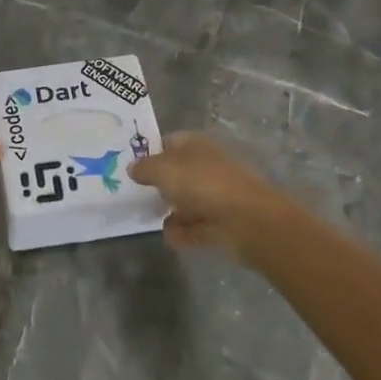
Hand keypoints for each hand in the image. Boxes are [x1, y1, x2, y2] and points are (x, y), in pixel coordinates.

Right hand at [129, 133, 311, 266]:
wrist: (248, 221)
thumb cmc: (203, 184)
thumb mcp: (163, 169)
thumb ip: (144, 167)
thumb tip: (133, 168)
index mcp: (196, 146)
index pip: (169, 142)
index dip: (151, 151)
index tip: (131, 166)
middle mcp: (206, 167)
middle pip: (178, 173)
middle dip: (160, 184)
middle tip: (135, 194)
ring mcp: (216, 196)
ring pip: (187, 201)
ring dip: (172, 211)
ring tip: (150, 218)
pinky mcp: (221, 224)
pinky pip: (195, 227)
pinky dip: (184, 233)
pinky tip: (172, 237)